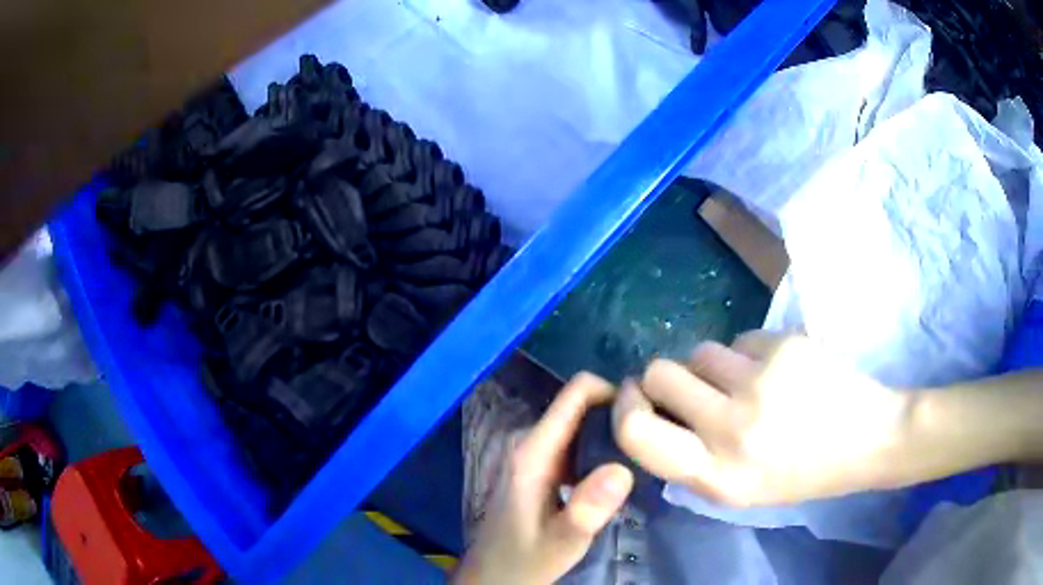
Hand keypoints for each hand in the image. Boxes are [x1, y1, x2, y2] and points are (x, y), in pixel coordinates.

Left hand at [454, 373, 634, 584]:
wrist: (495, 575)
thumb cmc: (525, 559)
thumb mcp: (561, 542)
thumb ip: (587, 510)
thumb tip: (622, 469)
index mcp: (533, 450)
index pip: (577, 391)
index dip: (616, 393)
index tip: (648, 417)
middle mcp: (531, 440)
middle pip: (583, 405)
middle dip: (619, 415)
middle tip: (652, 444)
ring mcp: (534, 452)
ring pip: (582, 423)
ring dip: (612, 434)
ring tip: (642, 458)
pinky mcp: (541, 466)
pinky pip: (577, 443)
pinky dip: (601, 449)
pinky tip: (618, 474)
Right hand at [612, 331, 913, 505]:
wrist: (869, 438)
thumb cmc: (802, 473)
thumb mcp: (738, 490)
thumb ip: (691, 460)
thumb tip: (654, 413)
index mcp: (717, 477)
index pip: (637, 434)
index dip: (625, 409)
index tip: (634, 399)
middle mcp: (732, 429)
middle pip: (658, 374)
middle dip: (663, 378)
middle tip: (690, 388)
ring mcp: (760, 382)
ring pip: (699, 351)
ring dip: (710, 367)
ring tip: (745, 384)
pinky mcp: (784, 346)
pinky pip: (739, 340)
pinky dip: (747, 355)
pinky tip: (777, 373)